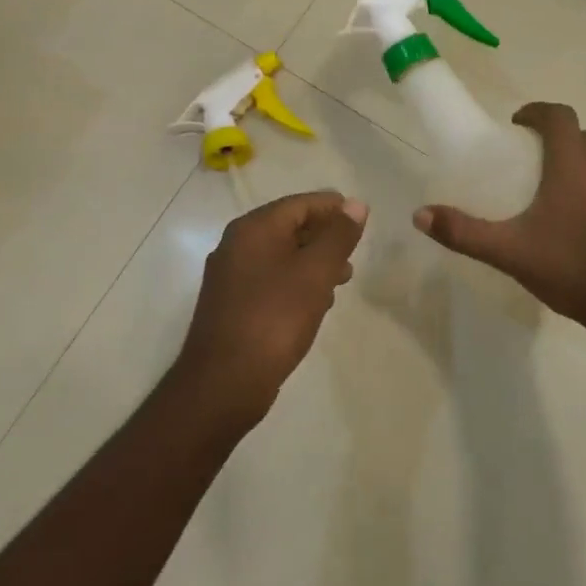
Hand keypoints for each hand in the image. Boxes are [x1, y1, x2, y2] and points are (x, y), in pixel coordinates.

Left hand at [174, 191, 368, 426]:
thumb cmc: (275, 318)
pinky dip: (297, 283)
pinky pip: (271, 281)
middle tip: (355, 250)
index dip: (331, 207)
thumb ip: (338, 236)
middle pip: (288, 227)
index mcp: (253, 230)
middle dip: (324, 235)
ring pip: (281, 256)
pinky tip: (317, 302)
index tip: (360, 217)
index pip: (298, 204)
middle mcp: (236, 246)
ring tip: (343, 278)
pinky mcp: (233, 305)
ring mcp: (232, 277)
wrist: (225, 381)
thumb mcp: (315, 273)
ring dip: (313, 261)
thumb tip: (355, 204)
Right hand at [413, 102, 585, 337]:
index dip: (537, 112)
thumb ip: (463, 233)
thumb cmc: (571, 269)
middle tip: (527, 157)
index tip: (516, 124)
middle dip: (554, 136)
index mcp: (573, 166)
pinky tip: (577, 220)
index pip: (559, 116)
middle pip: (581, 135)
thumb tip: (420, 214)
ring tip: (549, 187)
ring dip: (576, 161)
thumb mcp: (509, 253)